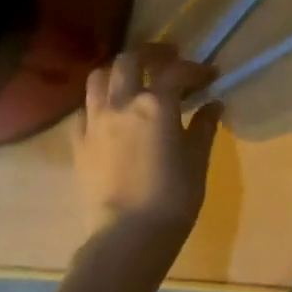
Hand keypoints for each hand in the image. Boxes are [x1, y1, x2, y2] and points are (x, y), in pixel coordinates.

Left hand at [70, 44, 220, 252]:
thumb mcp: (197, 159)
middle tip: (168, 58)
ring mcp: (95, 122)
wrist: (126, 238)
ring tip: (134, 78)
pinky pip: (84, 110)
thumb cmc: (172, 197)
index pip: (177, 71)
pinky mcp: (78, 144)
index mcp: (156, 103)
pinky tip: (111, 114)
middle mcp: (122, 103)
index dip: (197, 69)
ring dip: (119, 71)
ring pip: (99, 77)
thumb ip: (204, 126)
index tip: (211, 76)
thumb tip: (213, 105)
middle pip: (130, 59)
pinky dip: (99, 102)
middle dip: (151, 53)